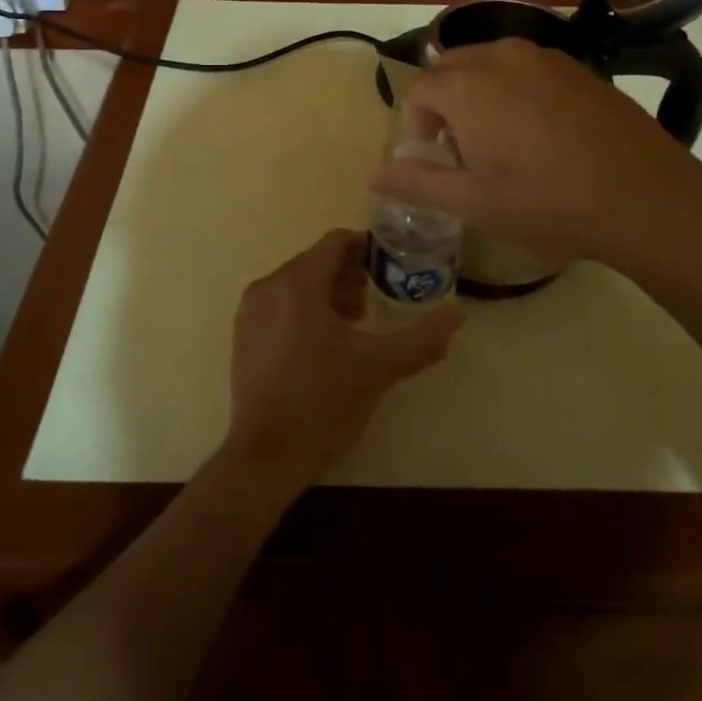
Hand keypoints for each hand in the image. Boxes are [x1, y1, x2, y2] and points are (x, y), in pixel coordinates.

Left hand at [225, 229, 461, 489]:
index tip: (392, 266)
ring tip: (357, 322)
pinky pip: (280, 304)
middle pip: (316, 261)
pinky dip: (305, 309)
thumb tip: (458, 315)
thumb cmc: (322, 403)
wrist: (265, 458)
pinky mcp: (243, 335)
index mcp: (298, 283)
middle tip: (379, 298)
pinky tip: (326, 344)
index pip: (336, 242)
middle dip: (350, 274)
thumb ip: (421, 338)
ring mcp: (250, 312)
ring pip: (297, 283)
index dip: (367, 248)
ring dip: (330, 292)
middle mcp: (268, 286)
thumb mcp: (379, 368)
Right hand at [367, 39, 701, 285]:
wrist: (645, 196)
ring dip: (479, 92)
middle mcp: (500, 57)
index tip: (436, 156)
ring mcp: (544, 56)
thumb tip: (372, 175)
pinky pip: (526, 66)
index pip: (420, 89)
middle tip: (464, 149)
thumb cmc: (548, 202)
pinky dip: (515, 88)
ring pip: (489, 62)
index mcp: (467, 87)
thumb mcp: (475, 202)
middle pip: (451, 67)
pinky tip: (542, 131)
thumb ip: (418, 182)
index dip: (419, 123)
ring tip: (503, 139)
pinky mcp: (577, 65)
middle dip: (446, 102)